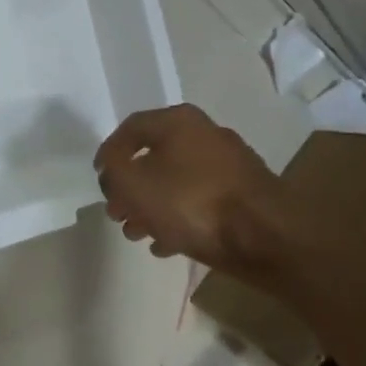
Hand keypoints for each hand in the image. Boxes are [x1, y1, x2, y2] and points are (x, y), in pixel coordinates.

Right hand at [95, 105, 285, 272]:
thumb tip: (112, 169)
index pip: (131, 128)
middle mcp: (206, 134)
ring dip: (152, 206)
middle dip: (130, 186)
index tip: (99, 179)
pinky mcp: (246, 195)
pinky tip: (166, 244)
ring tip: (136, 233)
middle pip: (155, 157)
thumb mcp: (134, 185)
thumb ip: (113, 172)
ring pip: (177, 182)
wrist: (266, 237)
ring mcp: (230, 165)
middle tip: (116, 211)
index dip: (108, 153)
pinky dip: (179, 218)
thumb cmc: (191, 202)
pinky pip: (201, 201)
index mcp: (178, 121)